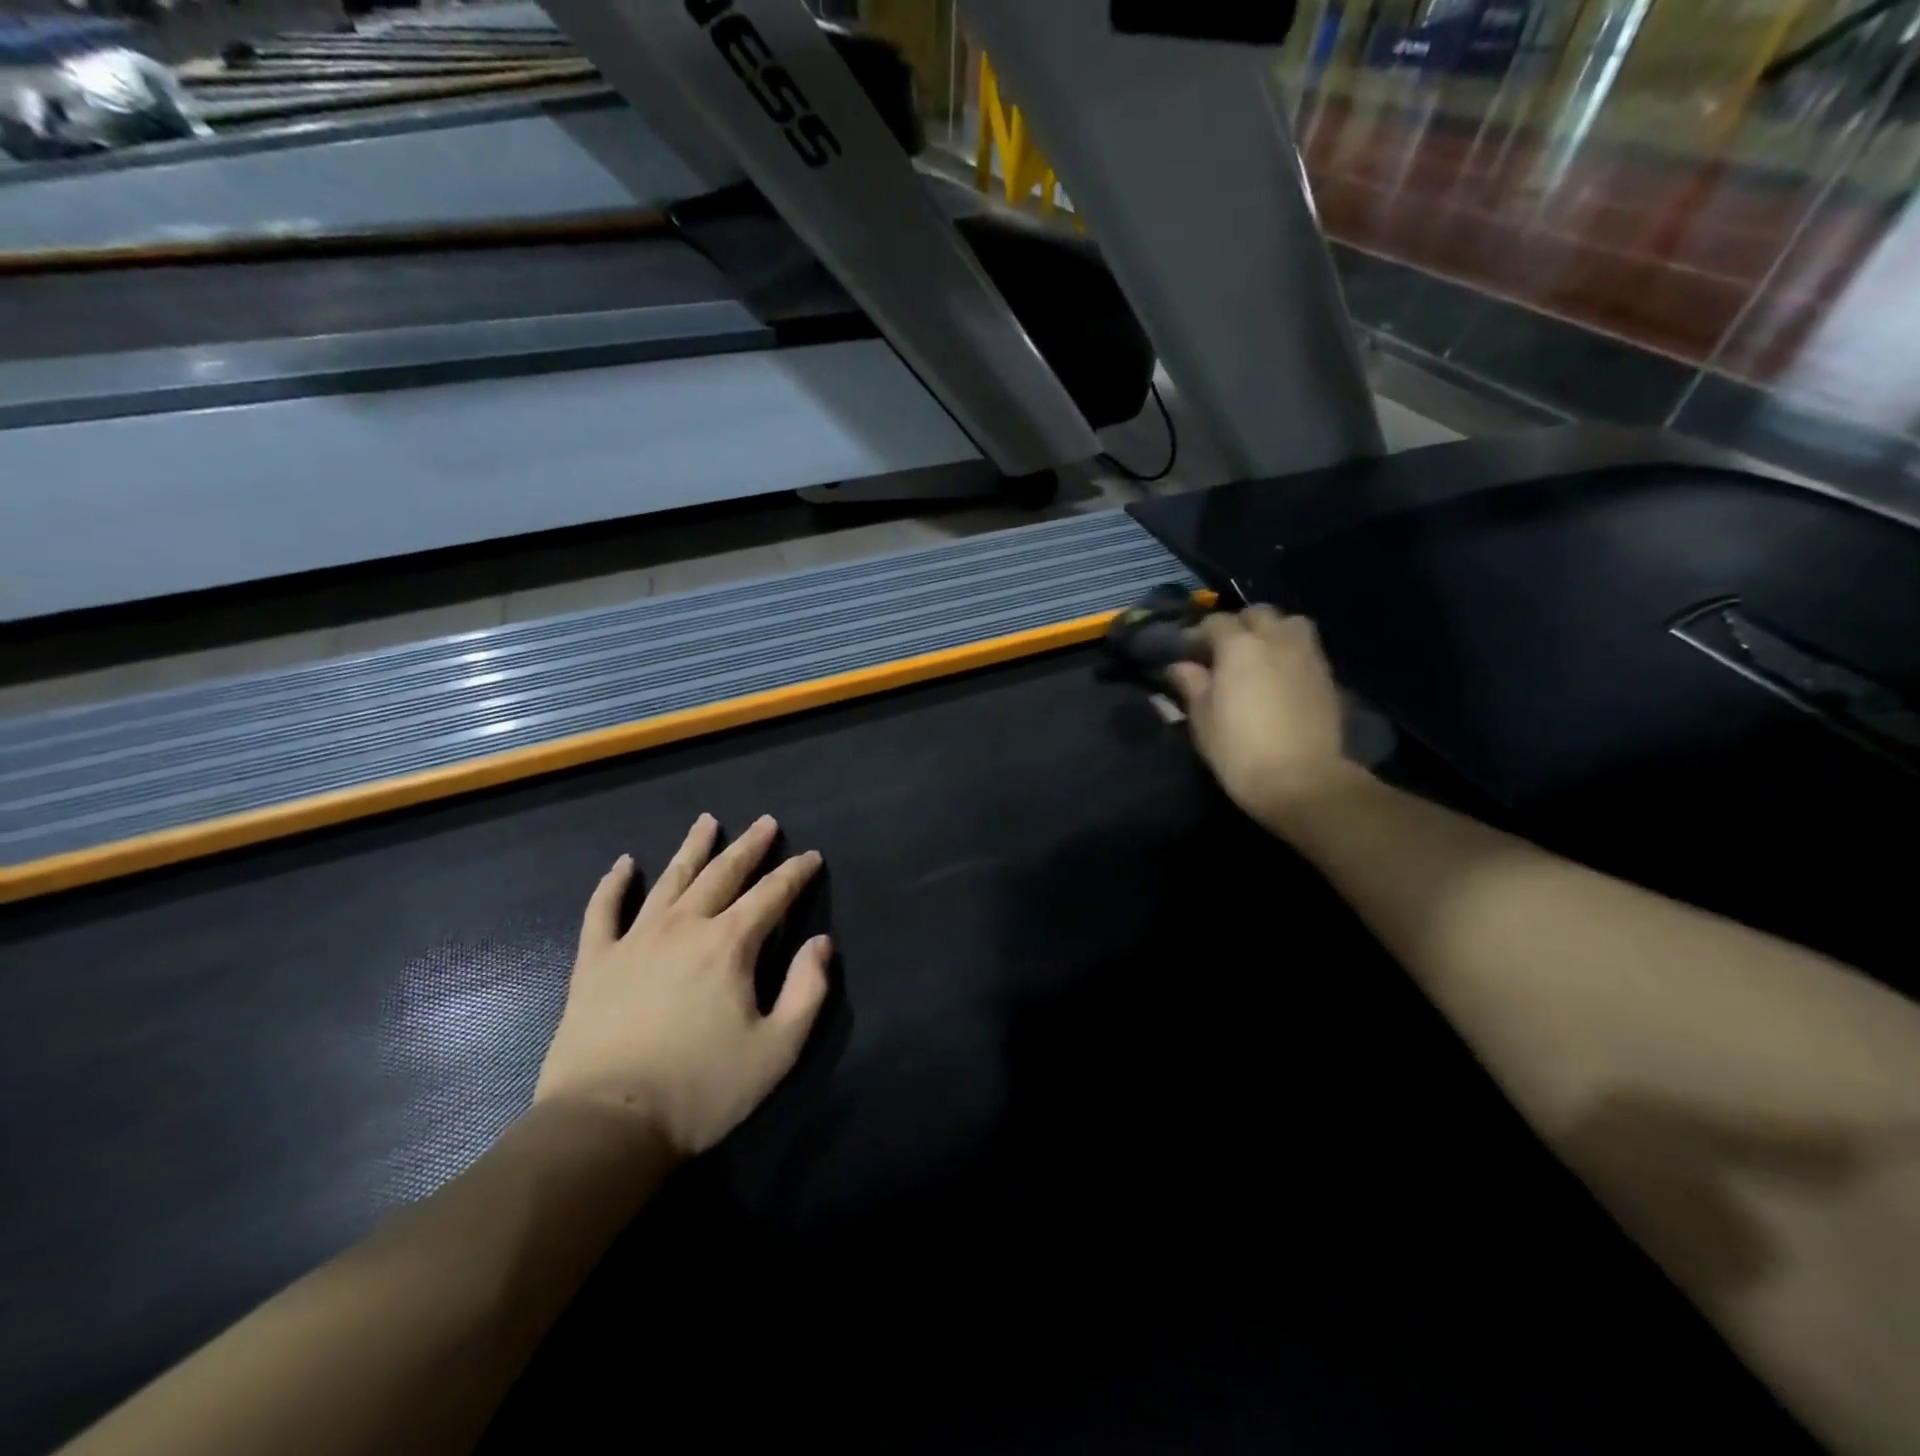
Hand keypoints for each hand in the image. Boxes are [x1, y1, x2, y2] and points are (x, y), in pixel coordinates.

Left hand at [534, 814, 832, 1158]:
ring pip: (669, 880)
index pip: (772, 895)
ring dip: (692, 849)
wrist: (606, 1126)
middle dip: (749, 847)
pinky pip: (603, 911)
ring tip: (708, 822)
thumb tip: (820, 943)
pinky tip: (623, 864)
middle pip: (723, 874)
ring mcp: (634, 940)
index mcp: (729, 944)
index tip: (811, 856)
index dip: (795, 873)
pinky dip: (613, 885)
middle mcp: (684, 927)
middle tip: (766, 823)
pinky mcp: (596, 963)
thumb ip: (808, 990)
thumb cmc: (702, 1090)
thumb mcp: (777, 1049)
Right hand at [1167, 606, 1360, 828]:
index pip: (1215, 623)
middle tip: (1224, 651)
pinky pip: (1306, 649)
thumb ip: (1192, 685)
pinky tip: (1280, 676)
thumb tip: (1181, 666)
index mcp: (1239, 646)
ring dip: (1272, 632)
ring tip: (1259, 657)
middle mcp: (1276, 639)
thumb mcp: (1202, 719)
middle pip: (1257, 614)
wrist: (1301, 780)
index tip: (1186, 654)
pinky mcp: (1327, 676)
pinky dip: (1291, 652)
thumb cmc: (1239, 750)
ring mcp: (1307, 655)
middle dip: (1239, 626)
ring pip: (1290, 624)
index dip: (1197, 635)